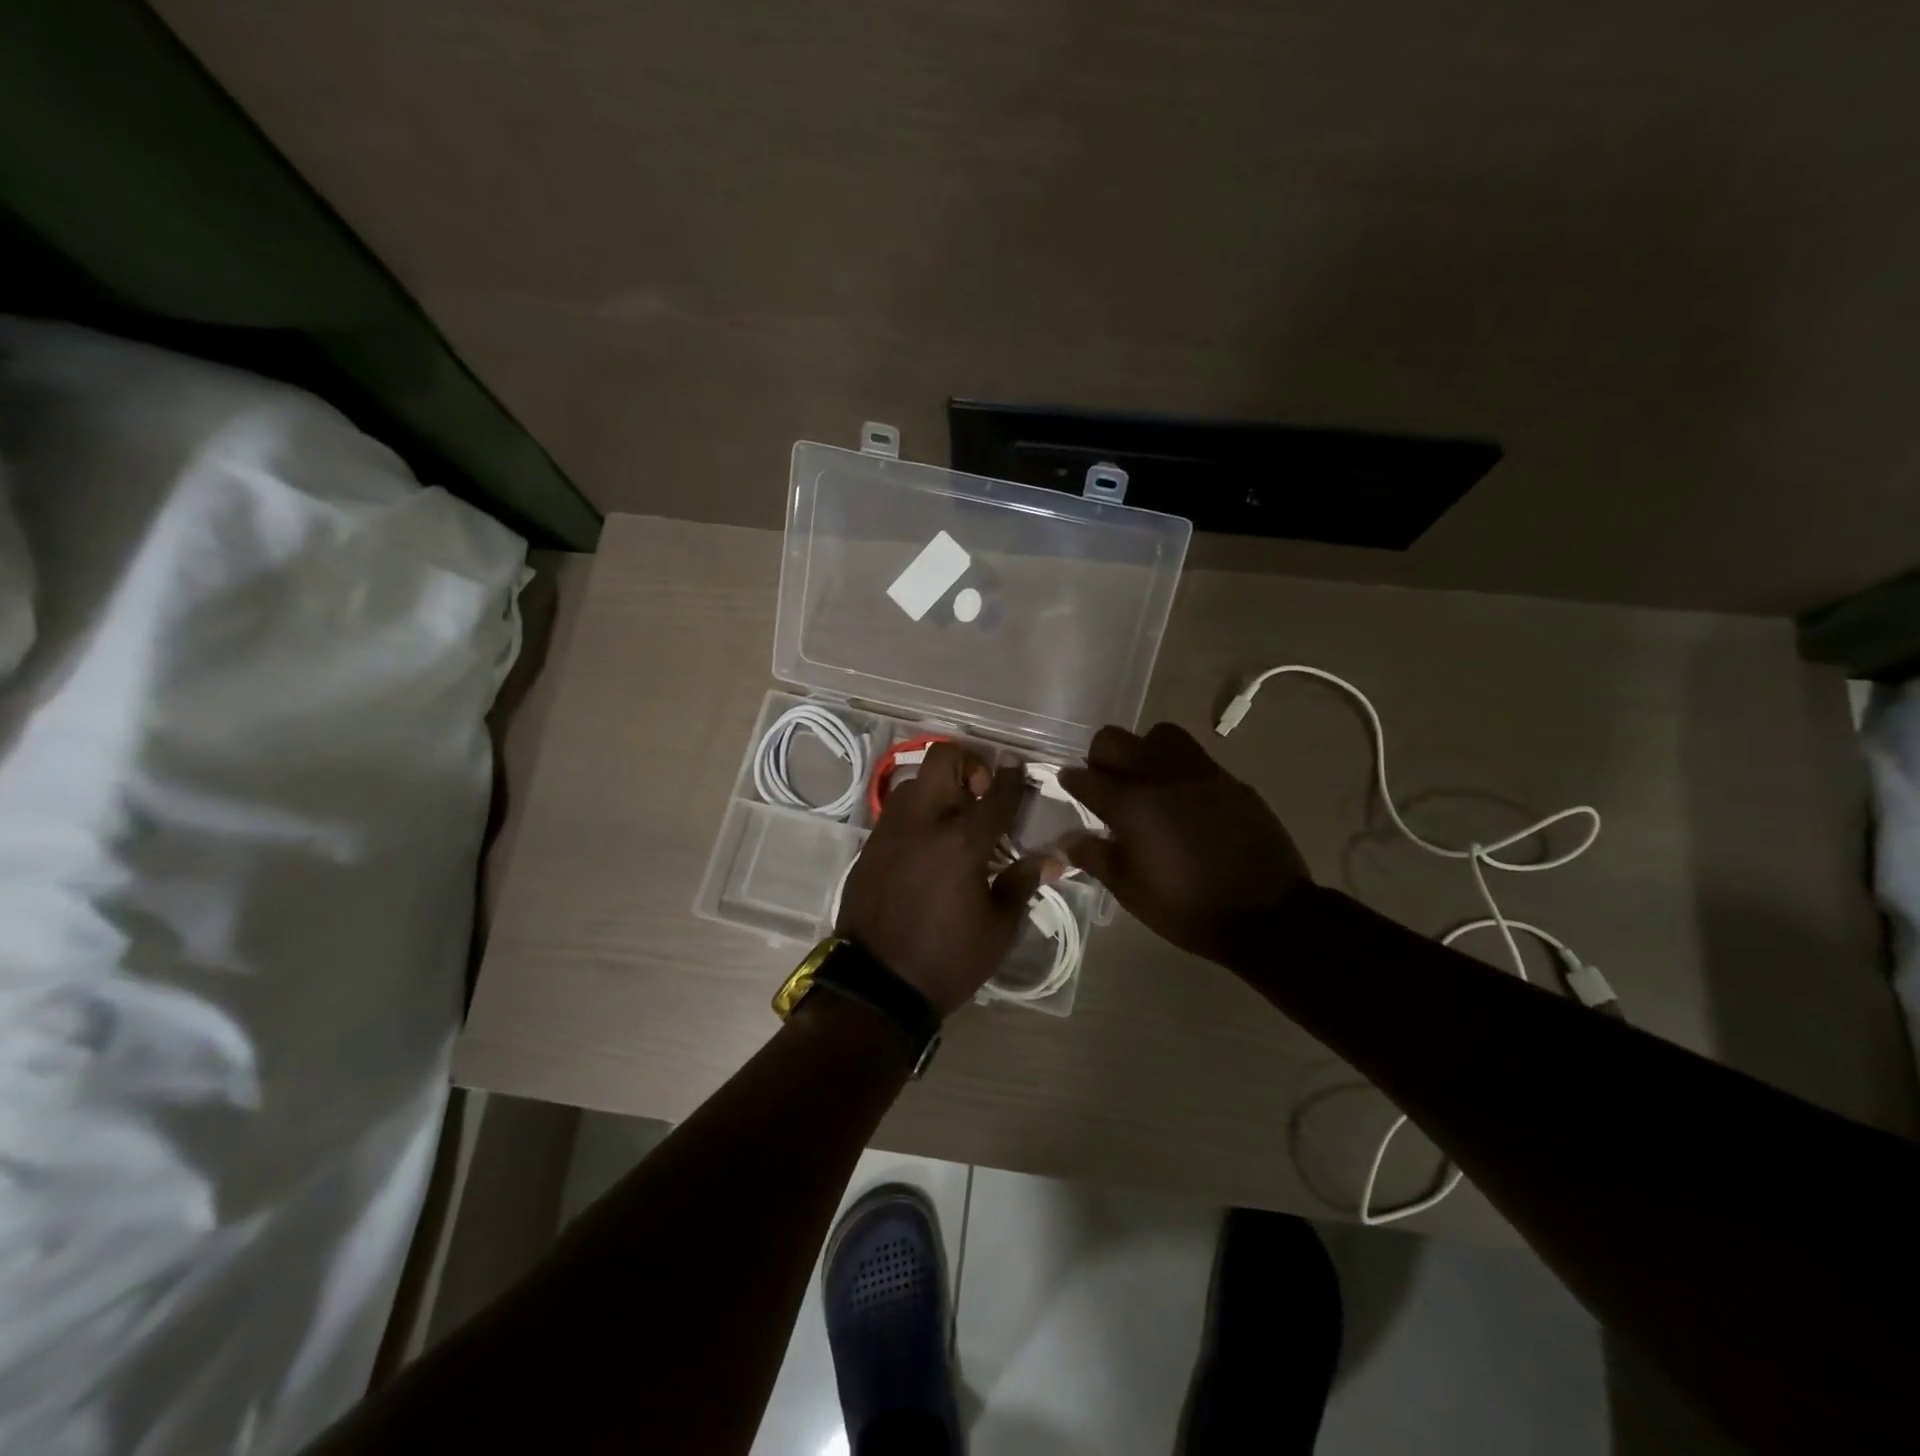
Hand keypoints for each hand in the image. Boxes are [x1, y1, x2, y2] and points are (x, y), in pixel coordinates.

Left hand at [837, 743, 1063, 1015]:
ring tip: (954, 823)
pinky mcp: (869, 847)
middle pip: (942, 759)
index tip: (1017, 765)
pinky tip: (928, 846)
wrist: (876, 987)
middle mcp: (923, 824)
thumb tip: (1053, 858)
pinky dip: (918, 814)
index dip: (1011, 776)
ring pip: (915, 782)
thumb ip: (1022, 882)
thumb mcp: (998, 928)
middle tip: (980, 796)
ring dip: (939, 789)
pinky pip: (896, 812)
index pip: (995, 796)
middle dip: (968, 764)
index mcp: (961, 843)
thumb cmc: (948, 960)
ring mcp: (890, 832)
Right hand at [1058, 723, 1312, 965]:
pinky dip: (1178, 768)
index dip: (1070, 780)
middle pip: (1114, 740)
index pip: (1085, 777)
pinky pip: (1195, 757)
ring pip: (1159, 735)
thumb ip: (1095, 857)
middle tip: (1105, 783)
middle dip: (1100, 756)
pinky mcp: (1230, 780)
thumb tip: (1065, 839)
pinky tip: (1184, 798)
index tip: (1067, 785)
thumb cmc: (1187, 907)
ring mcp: (1199, 773)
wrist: (1267, 914)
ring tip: (1146, 780)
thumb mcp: (1131, 891)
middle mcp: (1160, 776)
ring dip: (1143, 750)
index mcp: (1130, 805)